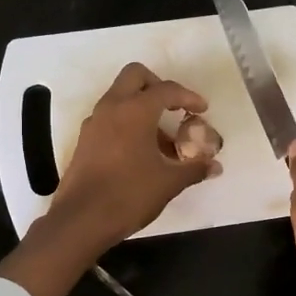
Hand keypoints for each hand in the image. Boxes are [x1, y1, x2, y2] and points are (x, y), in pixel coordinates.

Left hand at [47, 62, 219, 250]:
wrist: (81, 220)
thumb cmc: (129, 195)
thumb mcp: (169, 183)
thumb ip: (194, 169)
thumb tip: (214, 166)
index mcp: (135, 110)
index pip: (166, 89)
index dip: (188, 96)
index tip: (202, 109)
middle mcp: (111, 108)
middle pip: (135, 76)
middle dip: (158, 86)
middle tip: (174, 109)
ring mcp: (94, 123)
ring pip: (120, 97)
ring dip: (142, 108)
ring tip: (162, 141)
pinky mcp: (85, 140)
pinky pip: (109, 118)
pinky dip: (127, 123)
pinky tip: (140, 153)